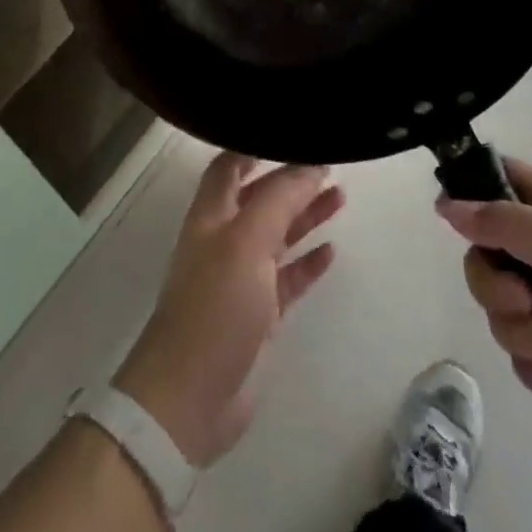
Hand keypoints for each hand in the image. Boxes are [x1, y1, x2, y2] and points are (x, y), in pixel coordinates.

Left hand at [114, 154, 343, 468]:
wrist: (191, 399)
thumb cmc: (215, 306)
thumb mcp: (247, 241)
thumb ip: (279, 199)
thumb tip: (310, 163)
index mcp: (212, 215)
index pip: (230, 166)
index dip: (254, 147)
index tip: (290, 133)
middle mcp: (225, 240)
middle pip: (260, 198)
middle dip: (290, 180)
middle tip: (329, 164)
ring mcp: (241, 278)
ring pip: (278, 235)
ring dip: (305, 215)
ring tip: (340, 196)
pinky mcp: (258, 315)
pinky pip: (287, 278)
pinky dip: (307, 262)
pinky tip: (331, 251)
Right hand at [437, 158, 531, 439]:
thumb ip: (500, 222)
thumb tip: (446, 204)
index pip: (499, 178)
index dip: (469, 191)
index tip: (451, 221)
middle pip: (488, 255)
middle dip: (495, 287)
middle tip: (523, 300)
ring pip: (503, 309)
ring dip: (521, 332)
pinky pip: (524, 352)